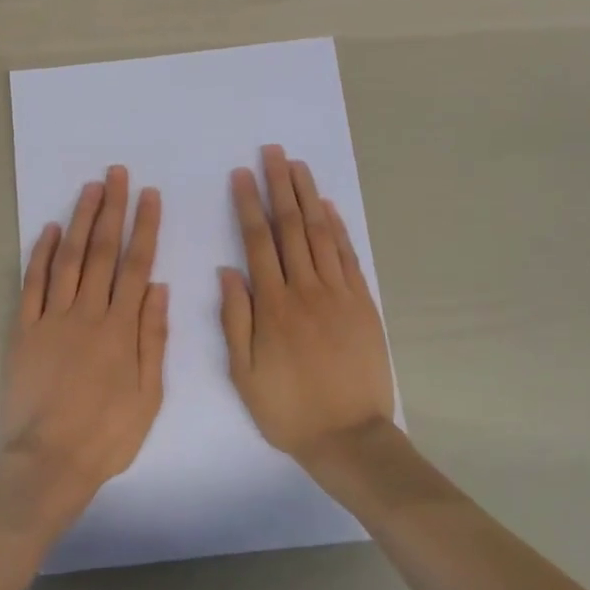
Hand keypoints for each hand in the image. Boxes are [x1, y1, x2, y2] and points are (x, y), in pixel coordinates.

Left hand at [2, 167, 167, 525]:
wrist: (50, 462)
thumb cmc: (107, 434)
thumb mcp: (149, 394)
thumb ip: (153, 337)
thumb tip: (158, 286)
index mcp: (121, 329)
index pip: (136, 265)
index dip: (144, 227)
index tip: (149, 196)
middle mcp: (87, 314)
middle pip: (102, 252)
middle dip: (112, 210)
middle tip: (117, 174)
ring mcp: (52, 319)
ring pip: (69, 259)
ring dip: (80, 221)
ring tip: (89, 188)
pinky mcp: (24, 331)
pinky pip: (32, 285)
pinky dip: (41, 255)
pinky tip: (50, 230)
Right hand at [221, 146, 394, 465]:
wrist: (349, 437)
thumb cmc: (288, 409)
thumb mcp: (244, 373)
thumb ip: (235, 319)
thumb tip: (227, 271)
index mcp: (273, 306)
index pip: (258, 242)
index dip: (249, 205)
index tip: (242, 175)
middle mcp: (306, 290)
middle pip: (291, 228)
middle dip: (280, 186)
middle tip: (273, 152)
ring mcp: (339, 294)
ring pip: (321, 234)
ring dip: (308, 196)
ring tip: (298, 165)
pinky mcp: (363, 304)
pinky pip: (348, 257)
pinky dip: (338, 229)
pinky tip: (328, 207)